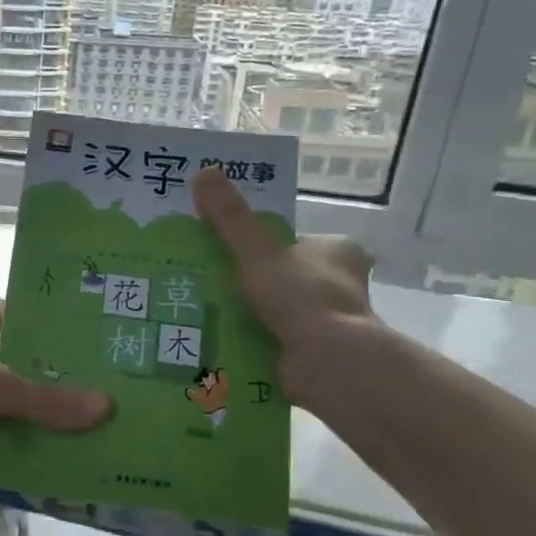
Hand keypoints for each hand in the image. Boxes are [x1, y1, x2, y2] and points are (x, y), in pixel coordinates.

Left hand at [0, 299, 109, 454]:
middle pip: (12, 361)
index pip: (23, 314)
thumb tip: (105, 407)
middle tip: (84, 401)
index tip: (88, 349)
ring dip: (15, 418)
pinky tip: (14, 465)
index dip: (52, 329)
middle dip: (41, 383)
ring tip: (59, 437)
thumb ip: (47, 401)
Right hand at [193, 166, 376, 402]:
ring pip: (275, 310)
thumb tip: (203, 172)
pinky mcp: (312, 353)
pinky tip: (216, 340)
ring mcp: (326, 322)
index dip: (259, 245)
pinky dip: (247, 340)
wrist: (328, 363)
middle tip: (202, 281)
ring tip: (198, 310)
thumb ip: (230, 218)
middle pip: (281, 276)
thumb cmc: (301, 297)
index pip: (291, 241)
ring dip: (244, 313)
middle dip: (248, 282)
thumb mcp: (258, 251)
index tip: (224, 252)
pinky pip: (272, 339)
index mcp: (336, 252)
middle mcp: (337, 284)